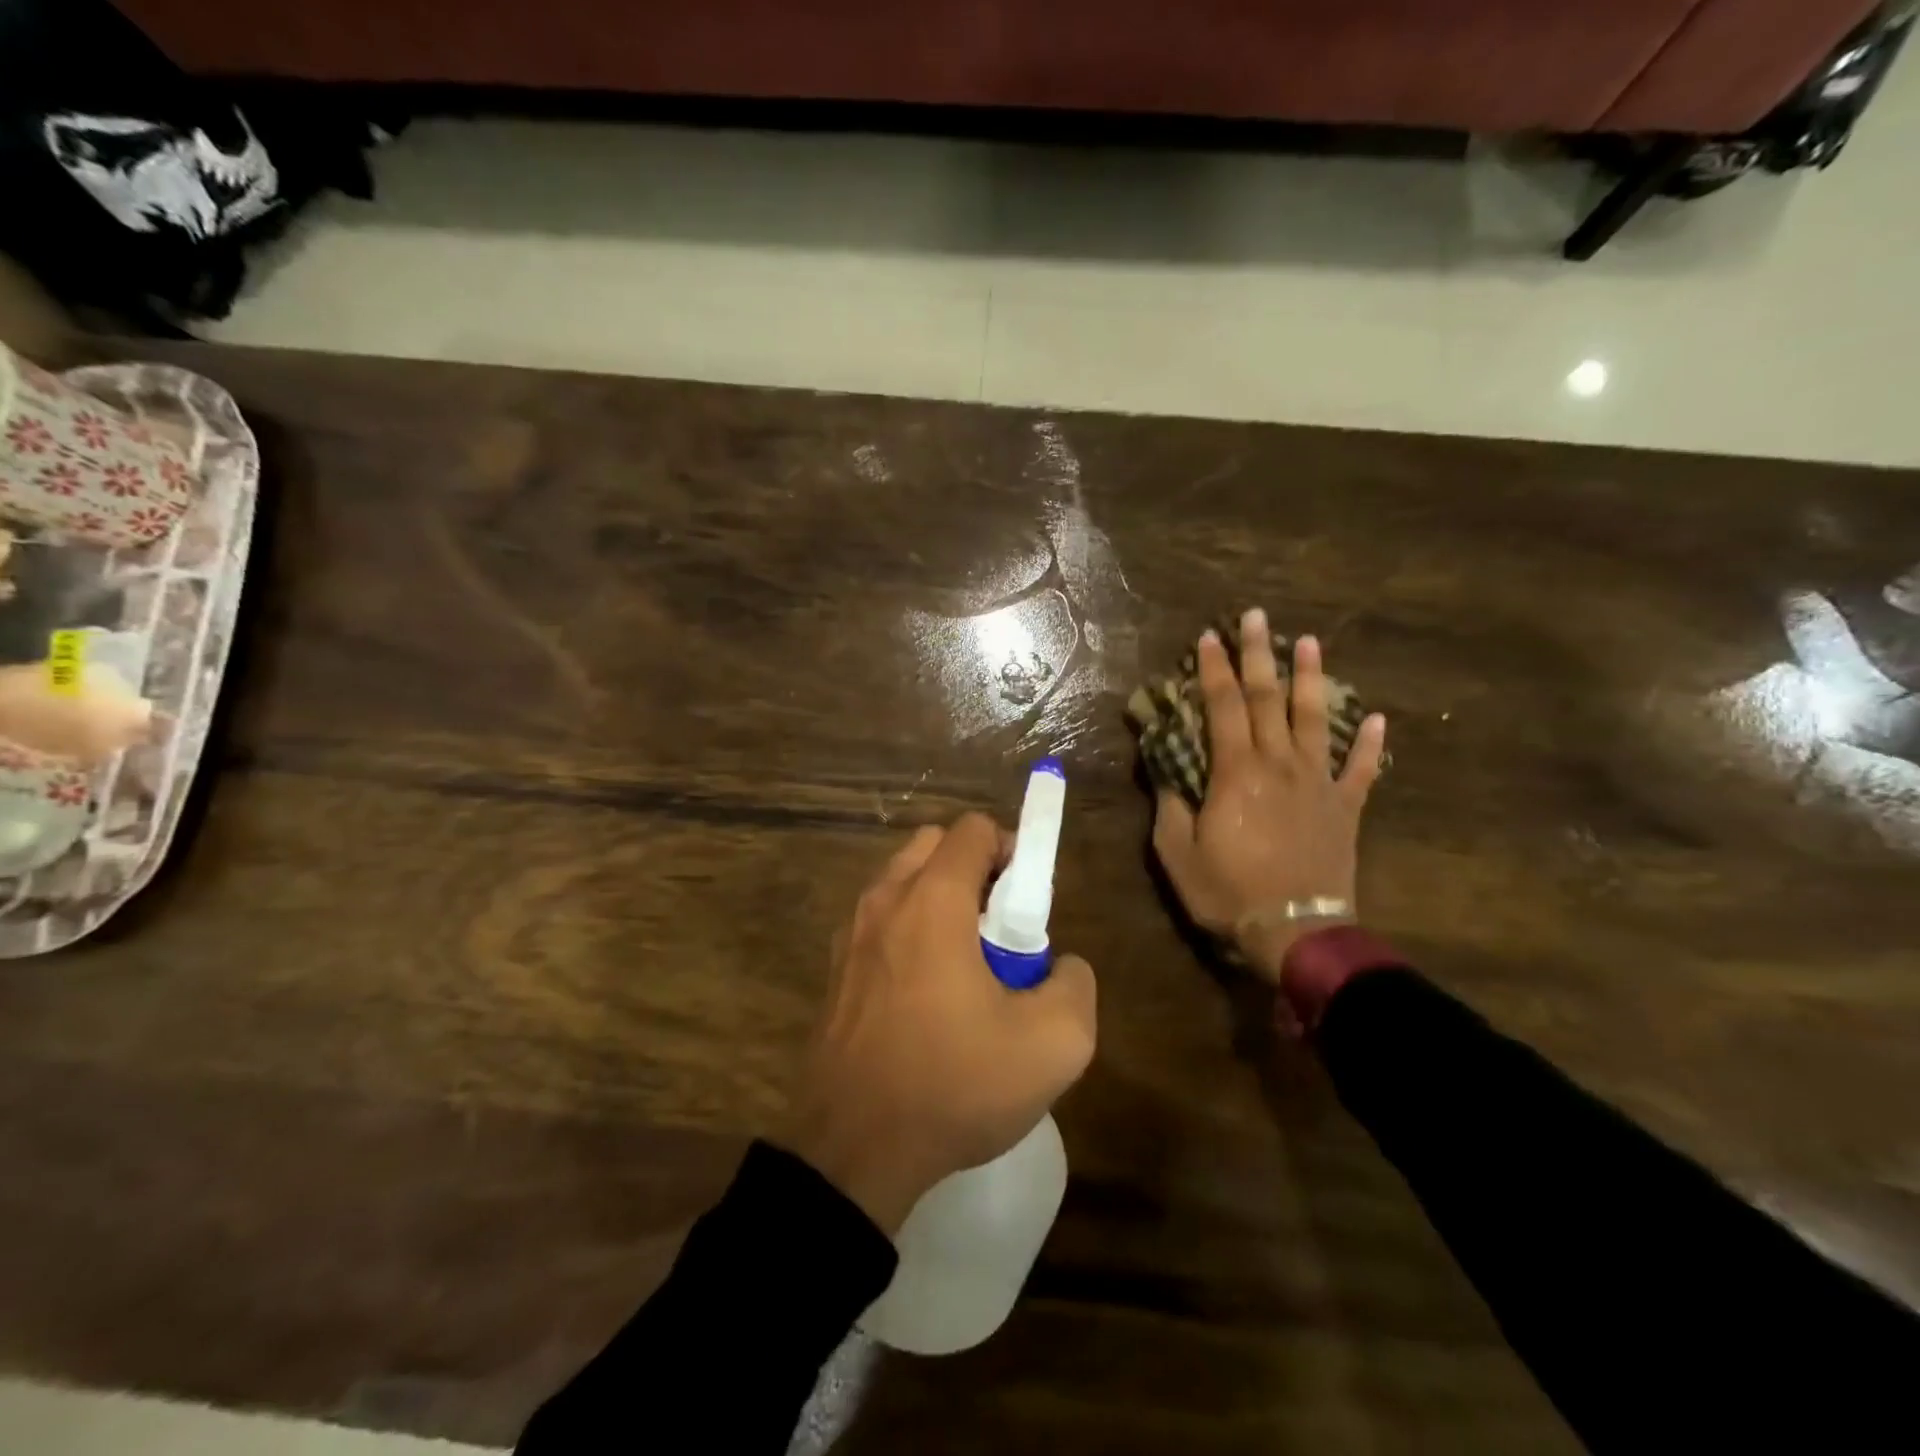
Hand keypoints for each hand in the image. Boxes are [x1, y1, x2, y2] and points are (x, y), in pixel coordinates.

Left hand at [783, 813, 1097, 1234]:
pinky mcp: (835, 969)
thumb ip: (1075, 984)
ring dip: (940, 900)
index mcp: (932, 899)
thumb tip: (1060, 966)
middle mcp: (884, 899)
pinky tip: (926, 995)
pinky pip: (881, 922)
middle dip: (974, 870)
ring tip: (966, 965)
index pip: (973, 829)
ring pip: (903, 882)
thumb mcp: (1055, 1043)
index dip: (1011, 850)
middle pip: (934, 846)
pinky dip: (909, 930)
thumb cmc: (954, 1083)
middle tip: (999, 929)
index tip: (1027, 903)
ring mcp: (851, 933)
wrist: (853, 1149)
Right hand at [1152, 608, 1386, 981]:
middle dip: (1259, 655)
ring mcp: (1318, 784)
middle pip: (1268, 700)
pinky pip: (1360, 770)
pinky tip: (1377, 718)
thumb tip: (1164, 770)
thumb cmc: (1228, 892)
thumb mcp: (1177, 853)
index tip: (1209, 637)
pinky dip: (1369, 744)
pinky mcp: (1345, 809)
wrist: (1295, 933)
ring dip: (1311, 679)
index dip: (1214, 670)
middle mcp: (1279, 765)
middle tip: (1257, 617)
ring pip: (1316, 720)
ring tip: (1311, 642)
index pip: (1222, 707)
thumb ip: (1169, 805)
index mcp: (1236, 772)